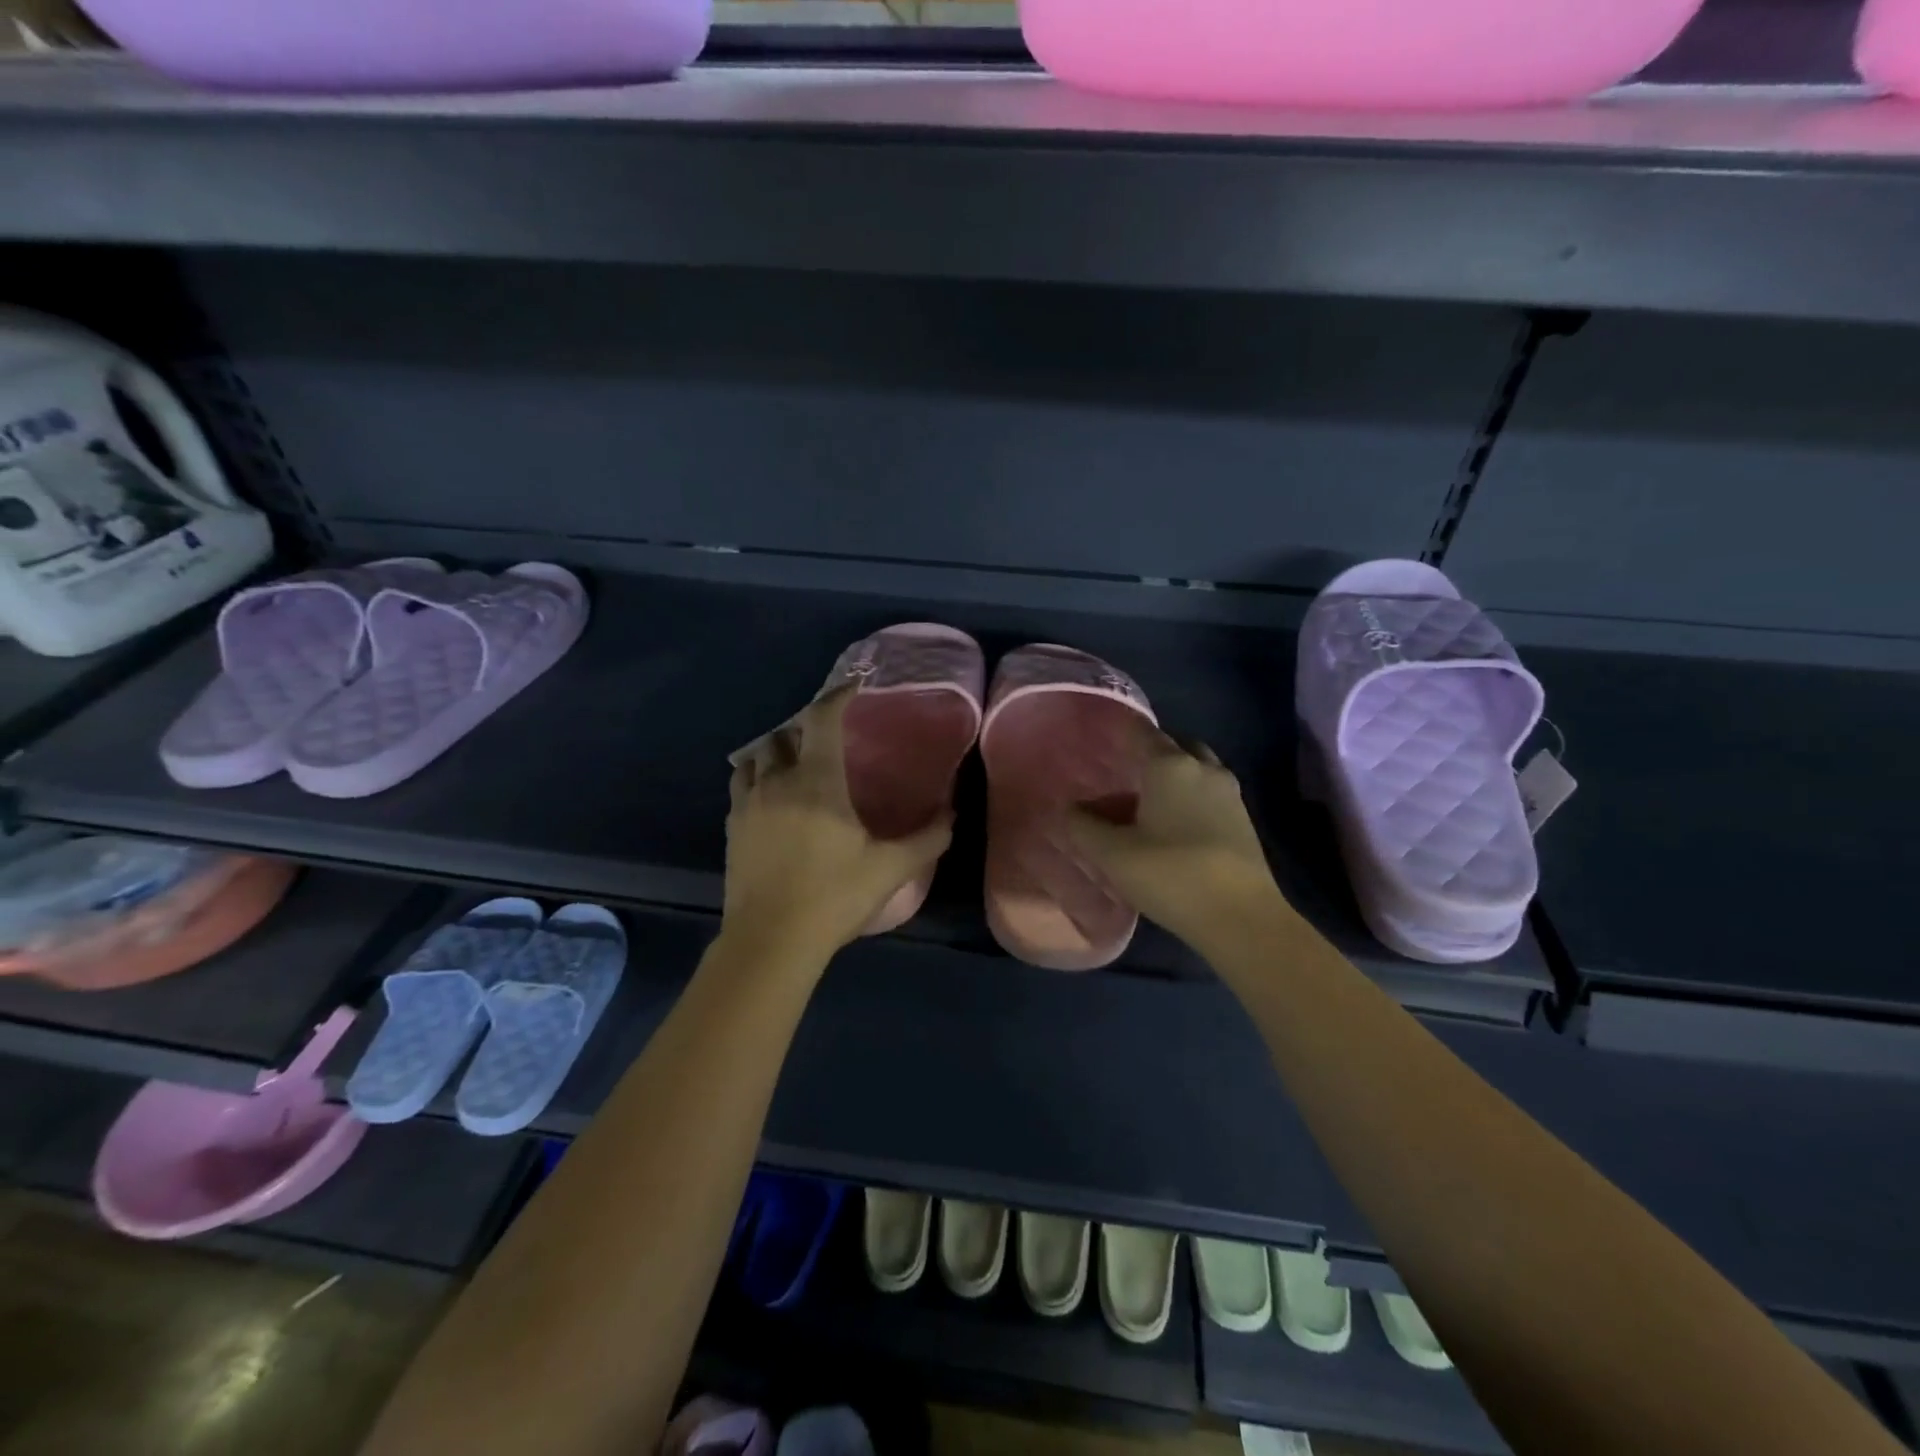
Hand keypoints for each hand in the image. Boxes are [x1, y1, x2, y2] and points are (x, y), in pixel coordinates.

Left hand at [723, 685, 952, 965]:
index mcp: (817, 780)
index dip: (838, 695)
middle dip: (805, 727)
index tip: (854, 687)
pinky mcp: (732, 828)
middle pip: (784, 733)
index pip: (822, 719)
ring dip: (776, 752)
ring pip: (755, 757)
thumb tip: (952, 813)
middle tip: (828, 739)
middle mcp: (778, 780)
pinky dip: (757, 779)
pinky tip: (772, 800)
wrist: (771, 941)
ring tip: (796, 765)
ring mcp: (748, 803)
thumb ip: (927, 838)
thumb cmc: (834, 896)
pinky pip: (741, 786)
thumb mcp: (890, 869)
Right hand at [1067, 723, 1286, 952]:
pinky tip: (1173, 822)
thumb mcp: (1113, 854)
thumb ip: (1084, 826)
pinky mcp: (1243, 821)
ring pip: (1197, 768)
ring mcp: (1230, 794)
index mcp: (1171, 765)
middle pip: (1174, 745)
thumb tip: (1069, 808)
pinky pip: (1210, 793)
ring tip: (1147, 797)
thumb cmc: (1171, 874)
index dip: (1119, 730)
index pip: (1141, 732)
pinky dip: (1191, 795)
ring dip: (1175, 774)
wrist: (1241, 917)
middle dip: (1151, 751)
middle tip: (1124, 769)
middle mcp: (1204, 768)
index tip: (1099, 736)